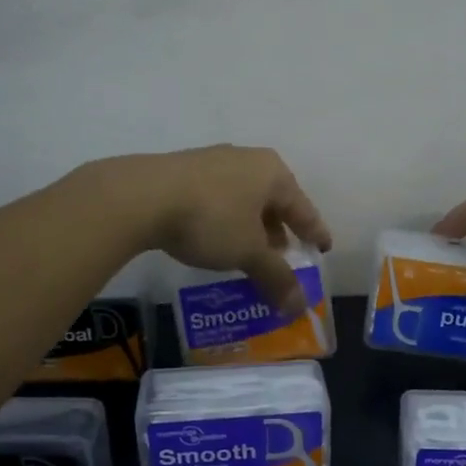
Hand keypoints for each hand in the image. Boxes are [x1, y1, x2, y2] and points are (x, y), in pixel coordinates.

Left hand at [89, 145, 333, 314]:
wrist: (141, 196)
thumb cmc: (210, 219)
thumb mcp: (247, 253)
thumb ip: (276, 277)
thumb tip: (298, 306)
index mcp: (272, 172)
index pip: (303, 208)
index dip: (314, 231)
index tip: (323, 248)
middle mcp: (246, 160)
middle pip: (272, 201)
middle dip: (278, 231)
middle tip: (281, 258)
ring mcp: (212, 162)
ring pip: (243, 199)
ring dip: (249, 227)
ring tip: (247, 253)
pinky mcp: (183, 171)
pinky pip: (217, 199)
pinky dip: (225, 221)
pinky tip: (214, 240)